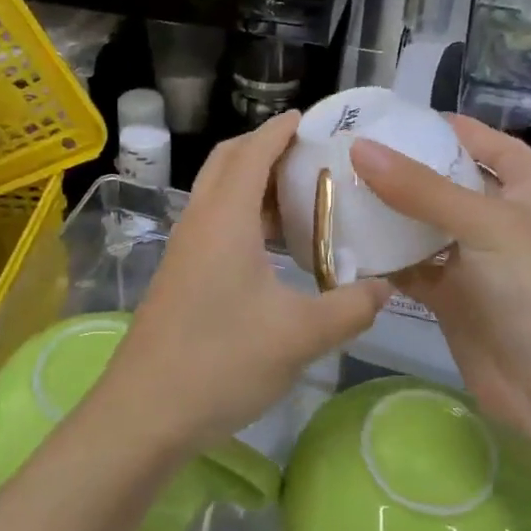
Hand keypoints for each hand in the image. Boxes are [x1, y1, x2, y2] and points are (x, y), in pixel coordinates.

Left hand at [98, 110, 392, 453]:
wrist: (145, 413)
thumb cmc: (222, 361)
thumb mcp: (300, 335)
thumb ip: (350, 307)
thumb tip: (386, 287)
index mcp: (225, 219)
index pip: (252, 153)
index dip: (279, 130)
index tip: (308, 117)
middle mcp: (199, 222)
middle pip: (227, 163)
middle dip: (263, 148)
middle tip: (308, 154)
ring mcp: (183, 250)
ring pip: (218, 195)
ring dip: (253, 185)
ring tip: (299, 197)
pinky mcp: (179, 276)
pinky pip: (214, 224)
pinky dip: (243, 216)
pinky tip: (272, 248)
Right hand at [351, 117, 530, 445]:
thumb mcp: (485, 225)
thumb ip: (421, 188)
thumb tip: (360, 148)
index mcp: (529, 191)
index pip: (489, 144)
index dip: (450, 128)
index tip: (397, 118)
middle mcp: (502, 221)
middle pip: (448, 183)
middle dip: (405, 170)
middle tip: (350, 153)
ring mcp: (476, 262)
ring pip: (424, 227)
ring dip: (388, 214)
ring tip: (338, 189)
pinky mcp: (453, 299)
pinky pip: (412, 268)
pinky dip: (385, 258)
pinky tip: (347, 243)